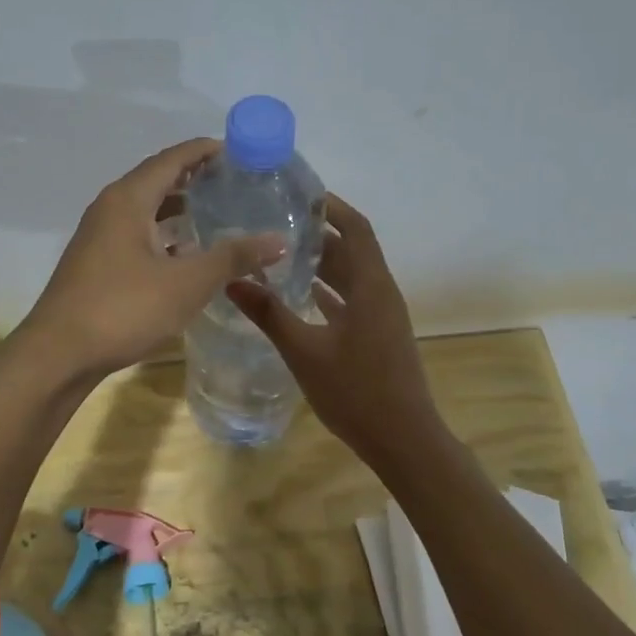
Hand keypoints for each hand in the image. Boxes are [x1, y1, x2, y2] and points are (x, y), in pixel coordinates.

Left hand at [18, 139, 286, 381]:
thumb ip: (232, 258)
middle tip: (233, 182)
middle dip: (193, 177)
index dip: (204, 151)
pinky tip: (185, 254)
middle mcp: (110, 209)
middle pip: (156, 180)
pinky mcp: (96, 263)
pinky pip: (136, 233)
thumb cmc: (123, 308)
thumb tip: (278, 239)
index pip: (171, 159)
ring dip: (178, 208)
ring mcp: (98, 237)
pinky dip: (163, 234)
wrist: (58, 354)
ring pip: (145, 210)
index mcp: (128, 199)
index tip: (237, 151)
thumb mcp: (187, 283)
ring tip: (215, 212)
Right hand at [227, 194, 449, 471]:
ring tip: (281, 252)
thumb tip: (231, 281)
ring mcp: (382, 316)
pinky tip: (300, 294)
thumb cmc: (356, 392)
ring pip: (352, 276)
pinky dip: (328, 290)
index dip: (331, 207)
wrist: (404, 441)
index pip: (355, 228)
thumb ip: (269, 314)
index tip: (298, 194)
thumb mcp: (305, 351)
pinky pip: (352, 299)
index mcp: (371, 286)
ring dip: (322, 262)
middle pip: (352, 249)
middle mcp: (381, 292)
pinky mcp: (378, 335)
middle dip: (318, 233)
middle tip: (276, 222)